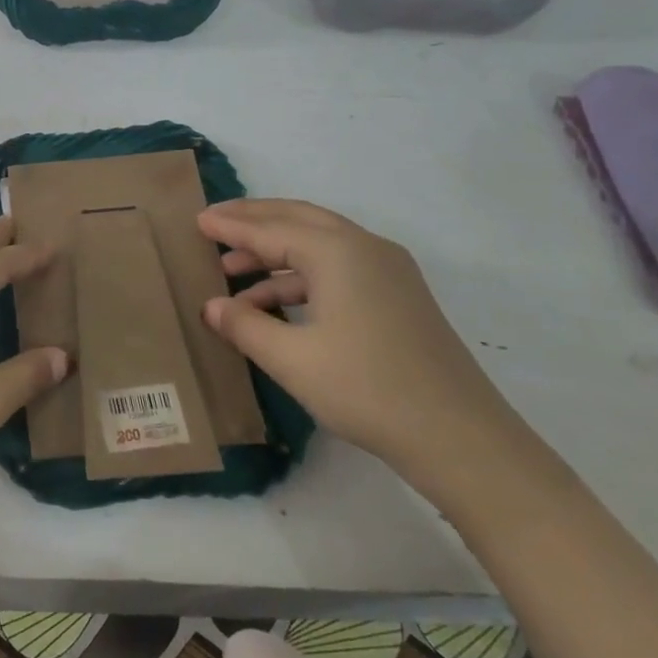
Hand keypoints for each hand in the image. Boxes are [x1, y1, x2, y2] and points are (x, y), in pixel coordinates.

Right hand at [198, 199, 515, 482]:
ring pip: (318, 244)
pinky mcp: (397, 297)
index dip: (230, 226)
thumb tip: (211, 306)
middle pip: (298, 219)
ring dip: (274, 253)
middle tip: (214, 224)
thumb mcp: (292, 359)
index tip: (197, 220)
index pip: (270, 229)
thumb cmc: (368, 390)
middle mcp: (365, 249)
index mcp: (338, 252)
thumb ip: (245, 325)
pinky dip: (300, 276)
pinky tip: (274, 304)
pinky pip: (337, 268)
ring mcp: (387, 272)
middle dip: (254, 220)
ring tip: (232, 273)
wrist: (461, 438)